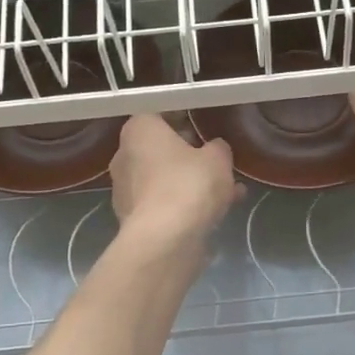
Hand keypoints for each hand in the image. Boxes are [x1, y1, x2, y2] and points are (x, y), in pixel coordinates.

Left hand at [109, 113, 238, 249]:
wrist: (165, 240)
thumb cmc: (188, 184)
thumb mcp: (217, 158)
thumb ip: (217, 148)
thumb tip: (214, 149)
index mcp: (138, 130)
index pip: (159, 114)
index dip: (184, 118)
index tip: (204, 126)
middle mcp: (124, 156)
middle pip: (160, 149)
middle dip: (188, 155)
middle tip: (216, 161)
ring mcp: (126, 190)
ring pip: (165, 179)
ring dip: (191, 183)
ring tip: (229, 190)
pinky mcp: (134, 219)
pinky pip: (165, 203)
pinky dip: (186, 205)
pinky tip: (219, 212)